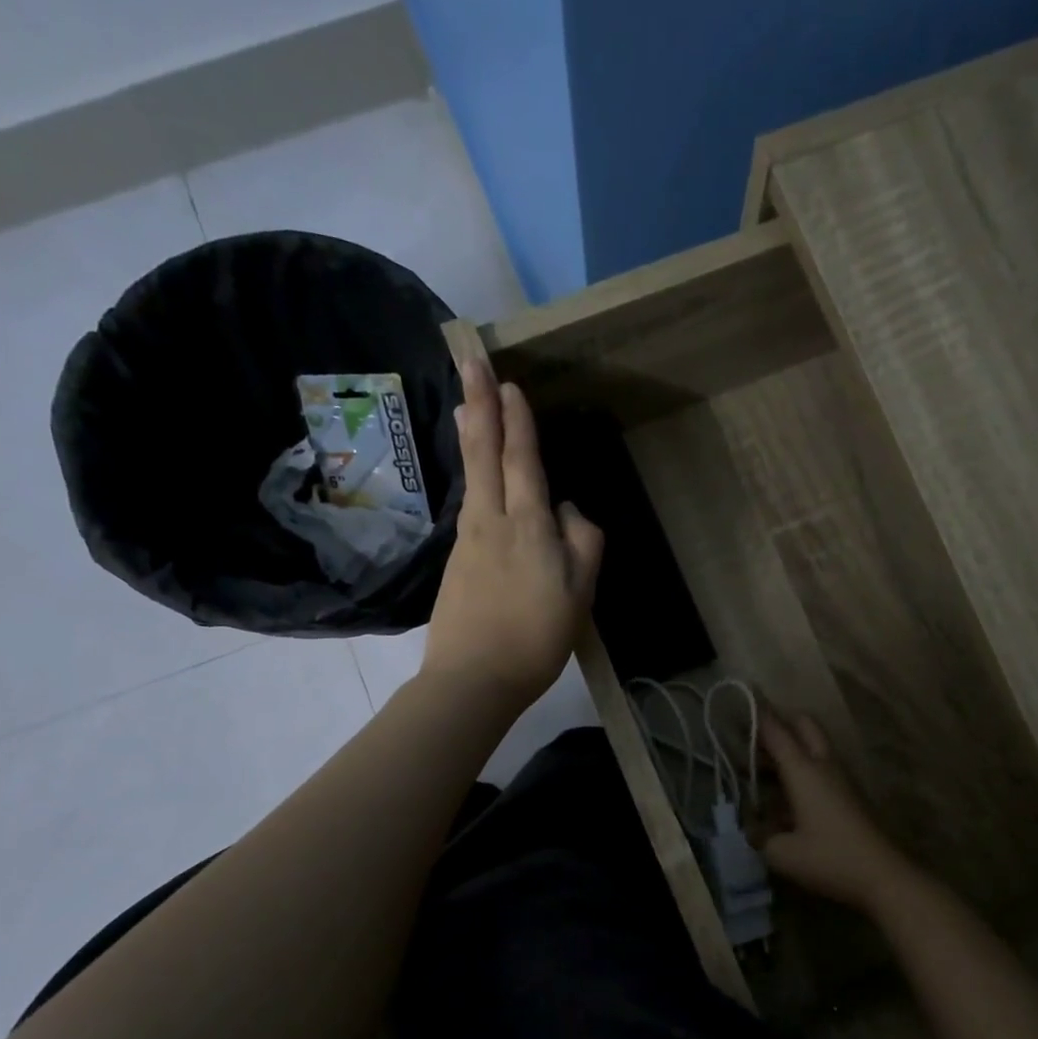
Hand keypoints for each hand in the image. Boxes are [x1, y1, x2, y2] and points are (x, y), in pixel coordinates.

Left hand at [423, 358, 603, 714]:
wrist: (472, 679)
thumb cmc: (535, 639)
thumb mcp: (579, 595)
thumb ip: (582, 544)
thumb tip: (566, 510)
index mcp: (527, 526)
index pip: (522, 460)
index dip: (517, 419)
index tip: (508, 380)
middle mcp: (491, 521)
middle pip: (484, 452)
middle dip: (479, 402)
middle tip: (467, 358)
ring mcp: (468, 541)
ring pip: (472, 476)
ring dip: (470, 432)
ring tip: (466, 402)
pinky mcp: (456, 562)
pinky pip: (469, 505)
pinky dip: (471, 475)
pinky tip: (476, 476)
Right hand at [759, 710, 920, 916]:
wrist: (883, 876)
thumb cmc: (829, 859)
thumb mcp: (782, 853)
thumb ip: (760, 837)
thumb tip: (752, 829)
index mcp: (803, 771)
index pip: (776, 732)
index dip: (759, 715)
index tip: (743, 697)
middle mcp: (823, 766)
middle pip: (805, 726)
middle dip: (781, 722)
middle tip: (755, 736)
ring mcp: (840, 780)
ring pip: (814, 746)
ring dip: (790, 748)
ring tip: (762, 767)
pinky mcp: (848, 796)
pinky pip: (820, 768)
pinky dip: (801, 769)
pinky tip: (784, 796)